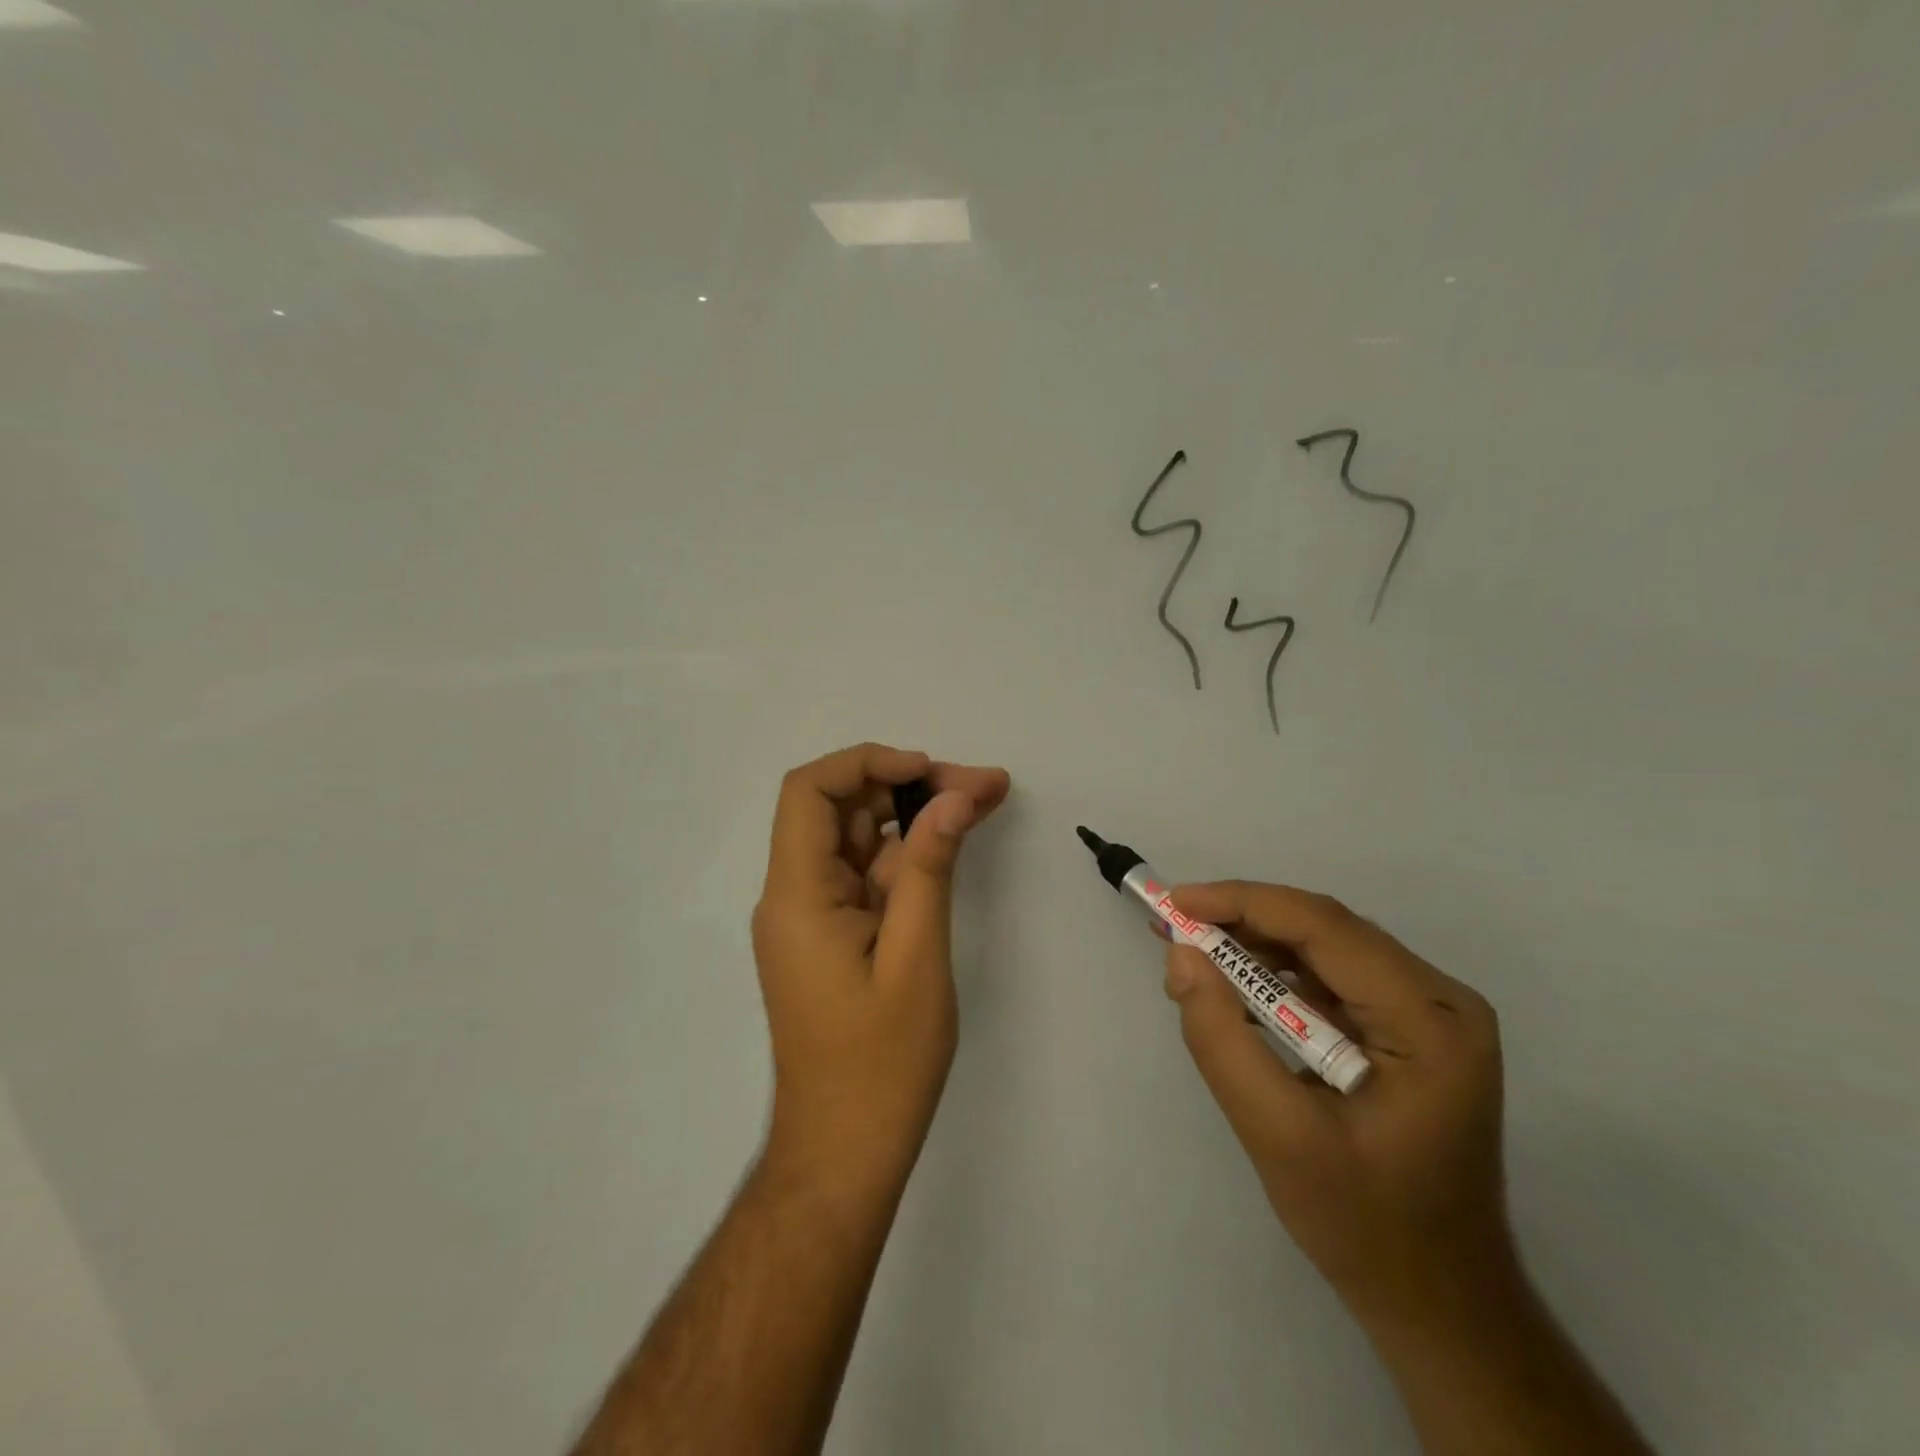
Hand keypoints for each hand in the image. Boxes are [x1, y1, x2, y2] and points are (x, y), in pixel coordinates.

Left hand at [751, 743, 1009, 1186]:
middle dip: (910, 785)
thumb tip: (954, 796)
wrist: (845, 1152)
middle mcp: (794, 896)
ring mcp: (813, 916)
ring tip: (983, 800)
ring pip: (860, 838)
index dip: (866, 762)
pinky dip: (910, 854)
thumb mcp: (916, 956)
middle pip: (842, 809)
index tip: (929, 771)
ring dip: (917, 816)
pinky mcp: (833, 935)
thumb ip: (930, 868)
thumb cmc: (881, 1064)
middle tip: (982, 787)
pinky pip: (867, 875)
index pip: (808, 792)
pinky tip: (955, 841)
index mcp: (797, 896)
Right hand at [1161, 882, 1513, 1327]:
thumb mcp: (1278, 1137)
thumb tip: (1181, 956)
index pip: (1325, 928)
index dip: (1242, 902)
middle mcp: (1440, 1000)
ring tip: (1190, 952)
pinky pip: (1332, 977)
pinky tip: (1232, 985)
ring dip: (1254, 944)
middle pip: (1326, 930)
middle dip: (1242, 920)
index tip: (1174, 902)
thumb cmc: (1365, 1226)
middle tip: (1172, 925)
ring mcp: (1428, 1013)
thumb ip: (1222, 1041)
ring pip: (1325, 947)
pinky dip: (1275, 973)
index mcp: (1429, 1021)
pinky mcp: (1408, 1029)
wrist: (1439, 1302)